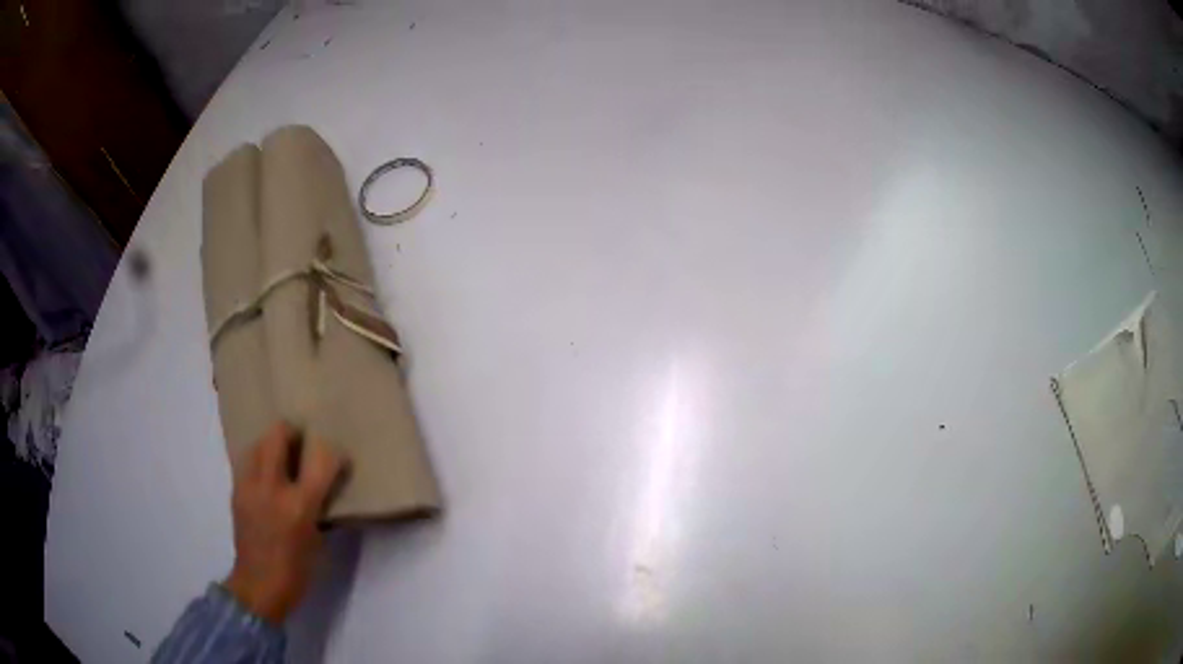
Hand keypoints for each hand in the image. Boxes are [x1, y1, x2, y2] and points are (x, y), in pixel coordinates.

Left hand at [224, 422, 345, 623]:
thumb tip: (321, 487)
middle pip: (278, 435)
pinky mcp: (236, 491)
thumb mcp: (317, 541)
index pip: (322, 462)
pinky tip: (265, 477)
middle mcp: (272, 488)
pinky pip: (246, 462)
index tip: (339, 458)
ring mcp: (249, 487)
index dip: (334, 454)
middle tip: (301, 443)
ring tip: (280, 458)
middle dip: (292, 432)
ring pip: (257, 443)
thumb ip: (318, 507)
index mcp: (300, 506)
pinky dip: (258, 461)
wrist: (259, 585)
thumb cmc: (297, 570)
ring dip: (271, 444)